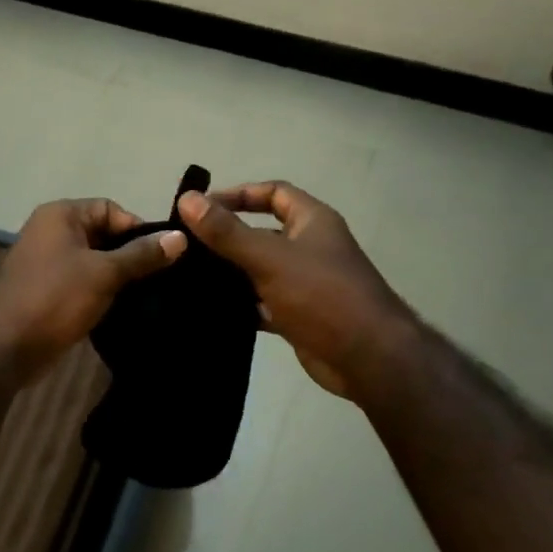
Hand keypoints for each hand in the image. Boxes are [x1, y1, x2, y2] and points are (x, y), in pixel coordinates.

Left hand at [0, 198, 186, 384]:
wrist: (7, 346)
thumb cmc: (55, 297)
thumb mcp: (105, 273)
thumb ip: (142, 255)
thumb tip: (180, 237)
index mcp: (61, 215)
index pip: (111, 209)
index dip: (138, 229)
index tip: (163, 257)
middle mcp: (52, 232)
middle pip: (104, 235)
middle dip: (131, 255)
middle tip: (161, 279)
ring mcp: (47, 263)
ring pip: (95, 262)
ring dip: (118, 277)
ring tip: (149, 296)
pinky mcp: (48, 291)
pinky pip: (83, 283)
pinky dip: (102, 293)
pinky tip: (125, 310)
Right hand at [177, 182, 415, 399]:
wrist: (367, 358)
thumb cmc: (322, 295)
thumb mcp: (270, 257)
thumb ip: (227, 231)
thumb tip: (187, 199)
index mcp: (312, 222)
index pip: (273, 193)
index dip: (239, 195)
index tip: (202, 208)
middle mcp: (309, 248)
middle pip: (262, 233)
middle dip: (226, 238)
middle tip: (185, 247)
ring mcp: (305, 284)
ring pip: (259, 271)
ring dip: (229, 274)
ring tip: (187, 278)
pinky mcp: (298, 316)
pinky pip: (262, 303)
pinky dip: (240, 305)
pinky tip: (209, 310)